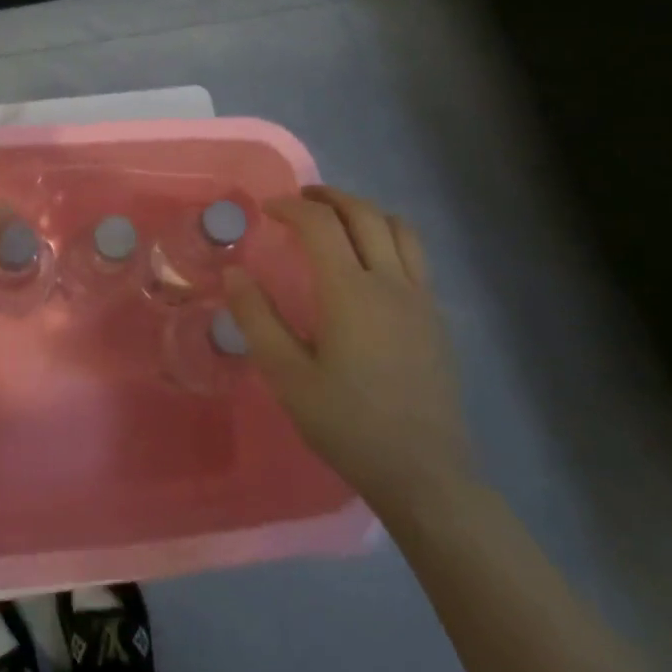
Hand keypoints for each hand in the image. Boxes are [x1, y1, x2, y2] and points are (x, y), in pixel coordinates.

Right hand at [226, 187, 472, 517]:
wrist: (423, 473)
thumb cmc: (347, 424)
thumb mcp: (287, 375)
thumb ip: (256, 318)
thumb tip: (234, 271)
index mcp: (351, 292)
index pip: (321, 224)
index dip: (291, 207)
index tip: (266, 210)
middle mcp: (391, 283)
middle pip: (365, 214)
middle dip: (330, 197)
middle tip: (300, 201)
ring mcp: (421, 299)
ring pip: (400, 229)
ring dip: (365, 212)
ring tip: (338, 221)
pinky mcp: (436, 319)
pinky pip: (416, 256)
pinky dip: (388, 238)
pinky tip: (369, 265)